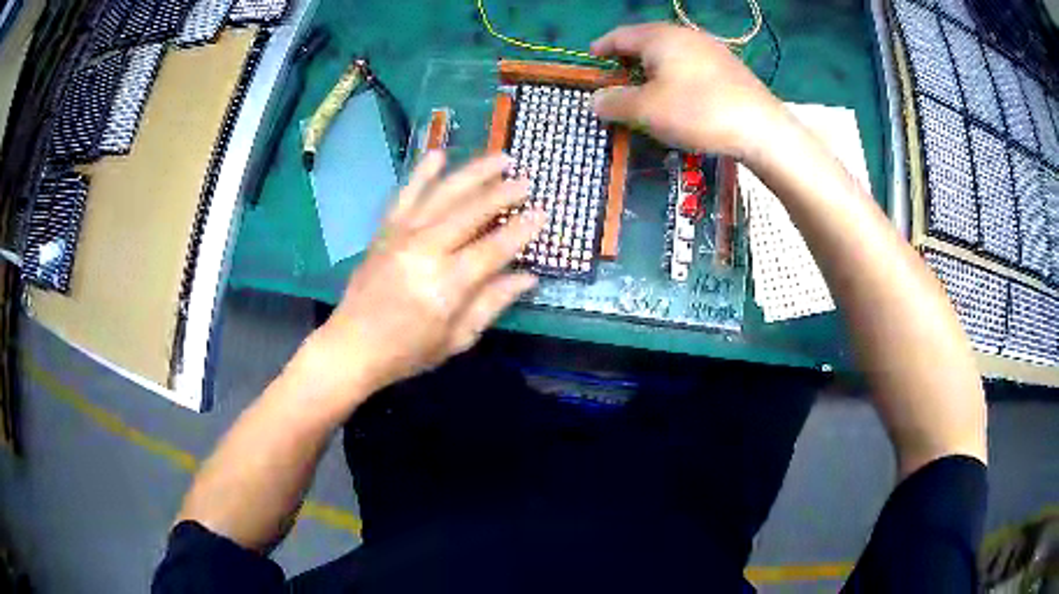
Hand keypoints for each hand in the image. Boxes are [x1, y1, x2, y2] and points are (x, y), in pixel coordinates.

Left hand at [302, 152, 545, 403]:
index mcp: (446, 284)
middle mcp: (424, 250)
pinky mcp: (385, 230)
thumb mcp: (457, 339)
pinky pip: (406, 195)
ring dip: (474, 173)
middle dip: (502, 192)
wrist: (352, 346)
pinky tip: (438, 154)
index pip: (493, 248)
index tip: (542, 213)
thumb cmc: (407, 351)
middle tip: (526, 181)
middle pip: (471, 211)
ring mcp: (401, 235)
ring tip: (500, 158)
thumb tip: (528, 277)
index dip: (521, 230)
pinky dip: (422, 173)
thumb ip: (491, 303)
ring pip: (443, 194)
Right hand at [590, 23, 783, 157]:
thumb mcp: (646, 111)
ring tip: (647, 87)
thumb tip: (595, 100)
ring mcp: (711, 49)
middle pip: (647, 41)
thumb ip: (615, 103)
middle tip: (616, 76)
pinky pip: (691, 65)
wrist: (761, 128)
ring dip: (653, 67)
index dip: (602, 47)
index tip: (591, 59)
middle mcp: (685, 35)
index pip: (620, 35)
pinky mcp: (729, 67)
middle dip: (628, 57)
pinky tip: (680, 94)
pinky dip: (676, 75)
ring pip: (671, 53)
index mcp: (660, 37)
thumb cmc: (697, 112)